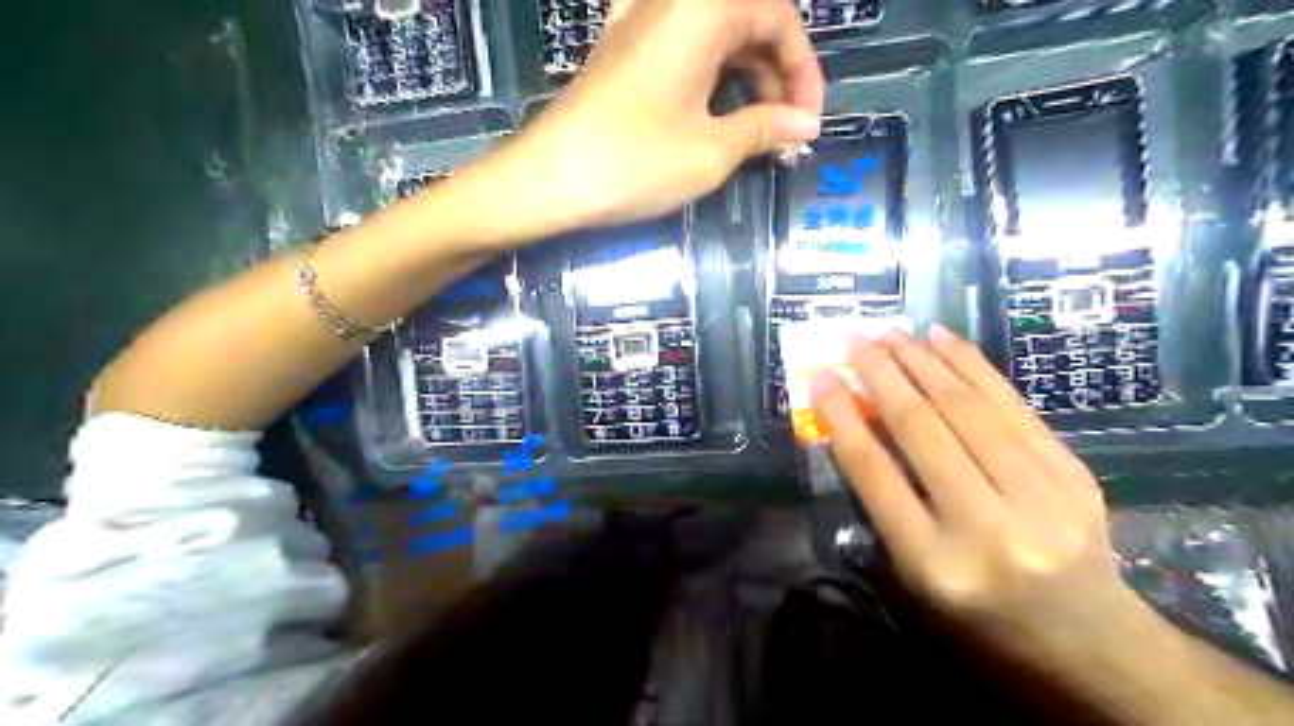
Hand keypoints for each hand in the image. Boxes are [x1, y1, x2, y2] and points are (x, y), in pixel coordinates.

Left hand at [452, 0, 822, 243]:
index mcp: (702, 10)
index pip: (778, 17)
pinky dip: (711, 76)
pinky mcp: (623, 52)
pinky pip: (684, 49)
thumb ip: (765, 129)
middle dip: (778, 73)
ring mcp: (642, 25)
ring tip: (758, 130)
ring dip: (747, 77)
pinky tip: (716, 111)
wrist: (549, 179)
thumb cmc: (634, 162)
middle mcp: (672, 3)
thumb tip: (805, 125)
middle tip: (787, 129)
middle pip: (748, 19)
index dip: (803, 70)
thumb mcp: (711, 151)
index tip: (808, 121)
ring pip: (716, 35)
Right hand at [812, 327, 1135, 654]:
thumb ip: (884, 497)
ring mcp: (1040, 497)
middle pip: (923, 430)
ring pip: (968, 409)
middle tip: (856, 340)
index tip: (821, 377)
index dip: (842, 418)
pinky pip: (1013, 405)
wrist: (1085, 637)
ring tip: (892, 333)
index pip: (875, 473)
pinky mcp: (1073, 473)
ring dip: (923, 361)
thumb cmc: (977, 610)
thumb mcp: (913, 569)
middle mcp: (986, 527)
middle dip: (882, 375)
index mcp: (934, 563)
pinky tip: (942, 339)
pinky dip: (972, 365)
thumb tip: (859, 417)